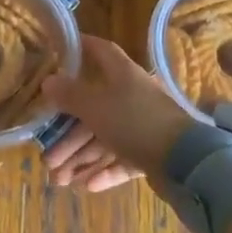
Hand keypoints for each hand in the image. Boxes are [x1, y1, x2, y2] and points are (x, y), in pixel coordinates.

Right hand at [40, 35, 191, 190]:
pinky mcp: (151, 151)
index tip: (58, 50)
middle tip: (47, 156)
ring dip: (80, 159)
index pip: (99, 50)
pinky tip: (87, 186)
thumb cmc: (134, 121)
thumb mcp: (95, 106)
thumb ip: (69, 94)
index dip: (80, 47)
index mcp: (122, 74)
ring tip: (59, 180)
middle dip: (67, 134)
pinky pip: (121, 159)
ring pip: (104, 139)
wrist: (184, 160)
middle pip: (93, 108)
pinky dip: (104, 171)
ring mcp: (143, 124)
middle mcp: (132, 95)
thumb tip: (48, 80)